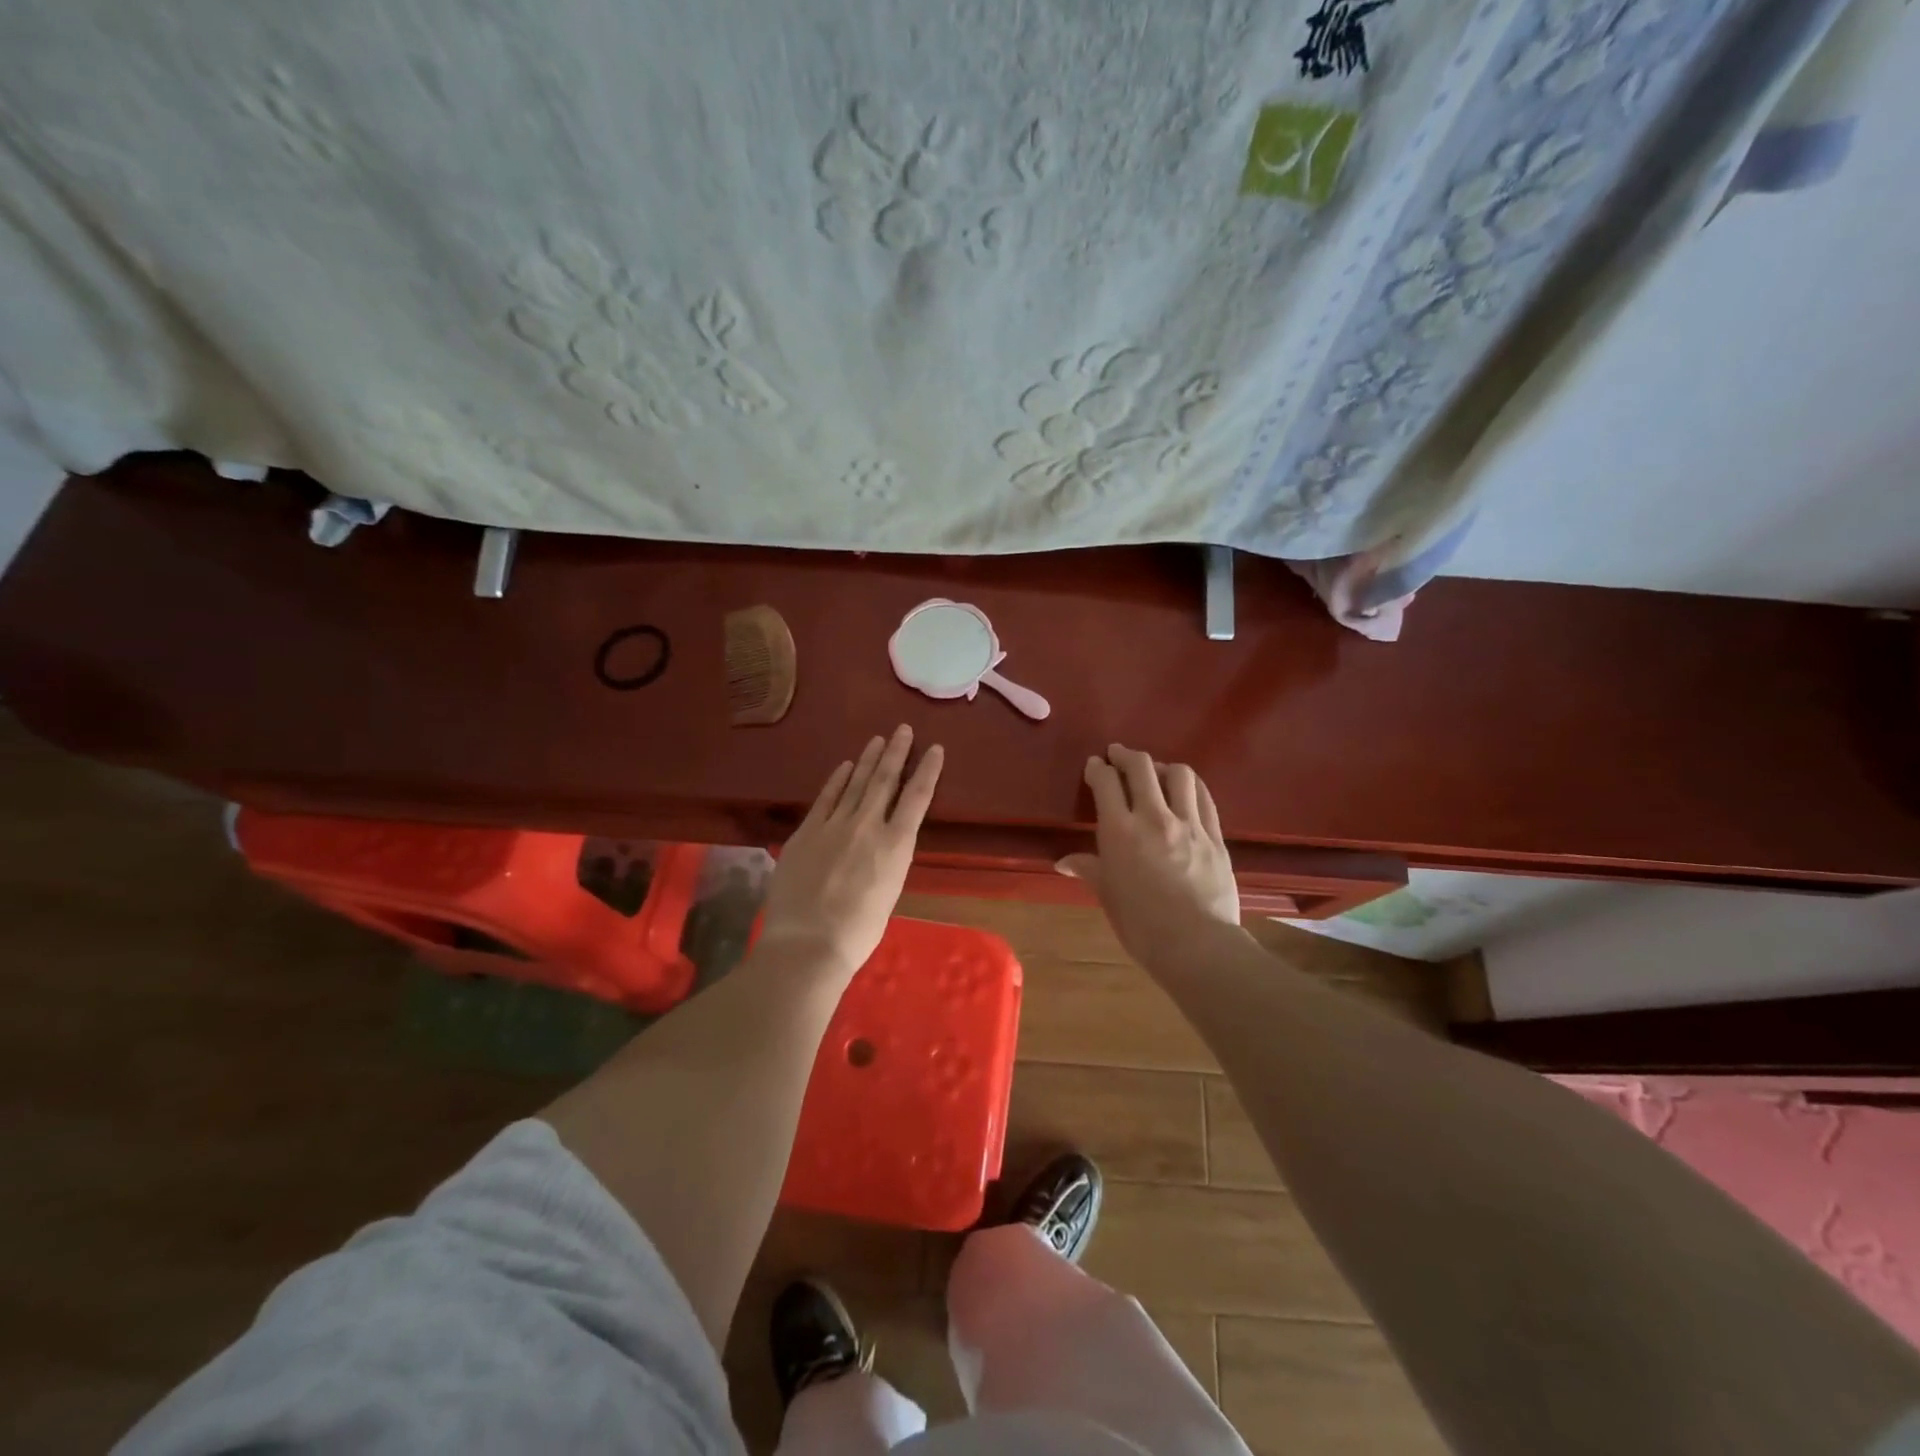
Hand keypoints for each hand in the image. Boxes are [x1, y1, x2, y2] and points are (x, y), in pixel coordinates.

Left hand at [758, 725, 943, 978]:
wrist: (809, 942)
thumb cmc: (858, 932)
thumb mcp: (888, 893)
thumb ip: (887, 862)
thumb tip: (879, 847)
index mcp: (896, 846)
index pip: (917, 798)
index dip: (927, 771)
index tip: (934, 748)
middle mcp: (868, 826)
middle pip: (885, 780)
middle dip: (896, 753)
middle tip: (902, 729)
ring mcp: (835, 825)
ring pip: (856, 783)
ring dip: (868, 760)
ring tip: (878, 739)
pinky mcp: (807, 831)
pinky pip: (826, 798)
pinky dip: (837, 780)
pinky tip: (844, 766)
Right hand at [1061, 744, 1242, 972]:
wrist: (1197, 945)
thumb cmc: (1142, 925)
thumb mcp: (1108, 896)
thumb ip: (1089, 869)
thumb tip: (1064, 862)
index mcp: (1120, 831)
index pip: (1106, 783)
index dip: (1098, 769)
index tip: (1095, 765)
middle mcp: (1154, 817)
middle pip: (1141, 767)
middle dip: (1126, 755)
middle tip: (1118, 755)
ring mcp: (1189, 824)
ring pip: (1179, 774)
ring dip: (1162, 767)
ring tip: (1155, 773)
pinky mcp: (1215, 836)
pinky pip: (1204, 797)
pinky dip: (1191, 786)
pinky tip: (1185, 791)